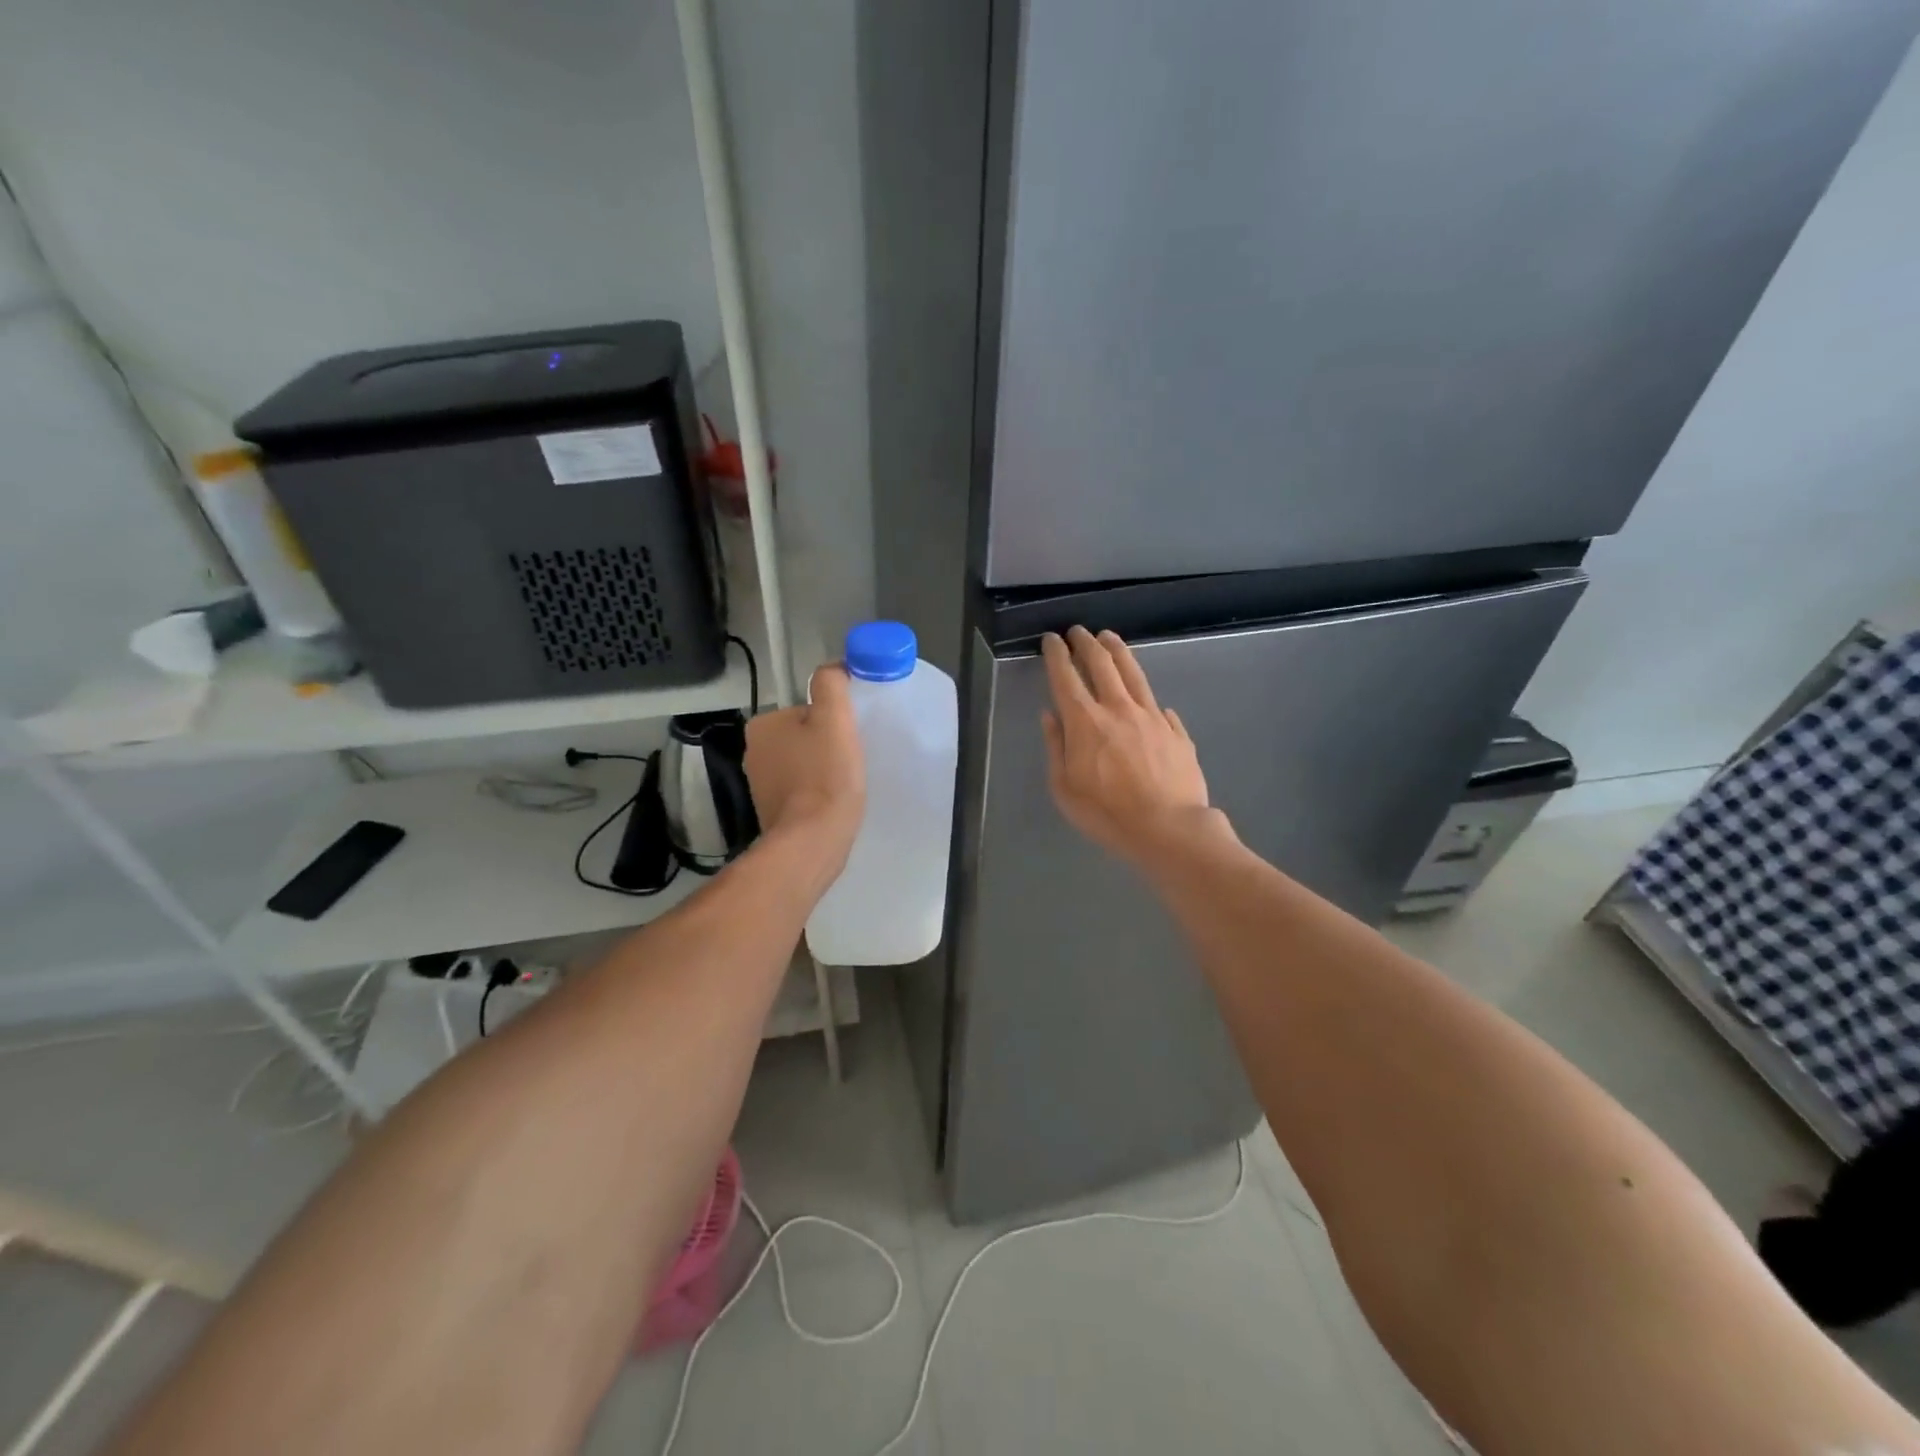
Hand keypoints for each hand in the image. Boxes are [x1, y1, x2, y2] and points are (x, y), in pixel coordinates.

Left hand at [745, 663, 865, 869]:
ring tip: (844, 784)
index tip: (849, 738)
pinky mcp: (772, 812)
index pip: (806, 710)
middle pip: (804, 737)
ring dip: (823, 770)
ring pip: (803, 764)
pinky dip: (816, 793)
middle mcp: (754, 752)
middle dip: (827, 746)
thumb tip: (833, 668)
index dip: (833, 721)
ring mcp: (760, 785)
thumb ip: (831, 685)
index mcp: (763, 725)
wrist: (813, 840)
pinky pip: (801, 791)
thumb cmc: (825, 775)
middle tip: (850, 761)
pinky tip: (832, 803)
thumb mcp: (834, 718)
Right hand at [1041, 627, 1216, 864]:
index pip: (1066, 677)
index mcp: (1085, 722)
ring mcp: (1151, 716)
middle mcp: (1118, 709)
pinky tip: (1147, 696)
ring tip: (1109, 637)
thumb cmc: (1107, 814)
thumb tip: (1050, 716)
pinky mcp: (1175, 731)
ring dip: (1117, 651)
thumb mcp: (1065, 788)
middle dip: (1086, 643)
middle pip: (1101, 664)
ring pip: (1133, 673)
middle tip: (1077, 631)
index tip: (1051, 639)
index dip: (1057, 655)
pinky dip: (1146, 696)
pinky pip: (1158, 705)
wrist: (1168, 828)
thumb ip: (1056, 747)